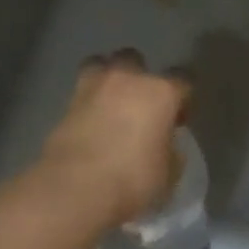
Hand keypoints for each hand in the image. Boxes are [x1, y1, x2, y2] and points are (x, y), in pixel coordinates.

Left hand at [38, 51, 189, 226]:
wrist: (74, 189)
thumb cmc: (132, 180)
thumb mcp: (168, 174)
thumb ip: (170, 152)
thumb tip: (164, 145)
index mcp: (160, 92)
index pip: (183, 79)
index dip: (183, 97)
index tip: (178, 119)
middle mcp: (126, 80)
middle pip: (134, 59)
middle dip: (139, 77)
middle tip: (141, 106)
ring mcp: (92, 88)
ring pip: (100, 64)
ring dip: (107, 79)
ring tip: (110, 104)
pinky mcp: (65, 104)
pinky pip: (81, 93)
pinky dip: (87, 103)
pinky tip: (90, 125)